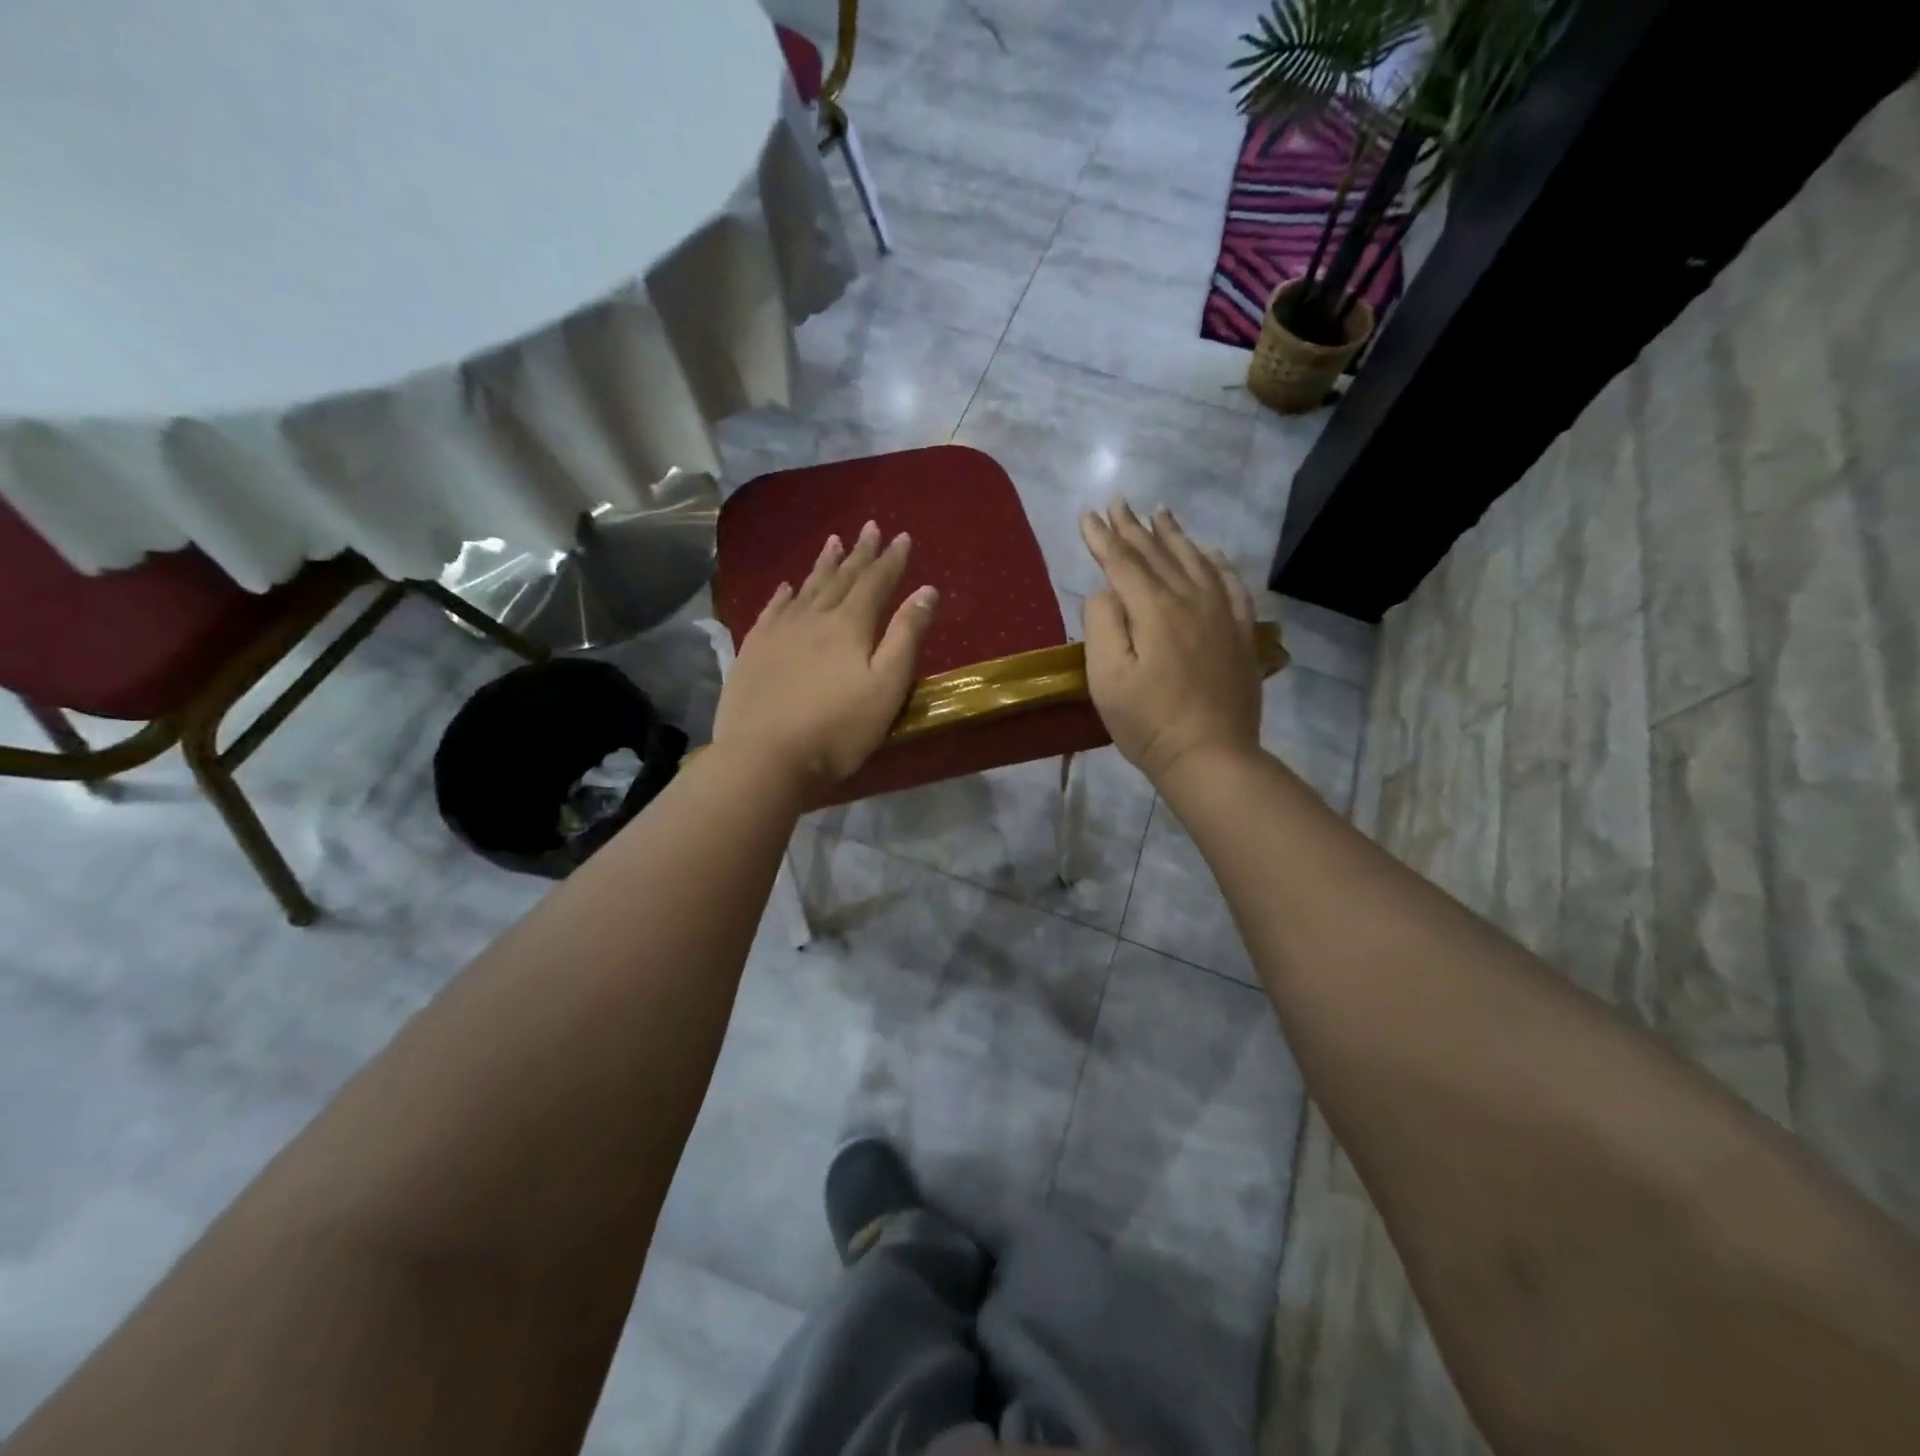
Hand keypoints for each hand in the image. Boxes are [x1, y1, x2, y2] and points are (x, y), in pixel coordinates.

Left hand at [712, 521, 939, 796]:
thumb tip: (927, 591)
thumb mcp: (886, 686)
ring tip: (834, 541)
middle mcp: (813, 618)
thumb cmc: (837, 728)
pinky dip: (783, 594)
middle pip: (841, 578)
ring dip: (823, 564)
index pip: (876, 582)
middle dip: (859, 553)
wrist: (765, 756)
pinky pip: (771, 610)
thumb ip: (906, 636)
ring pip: (806, 588)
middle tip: (869, 526)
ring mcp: (779, 632)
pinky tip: (786, 586)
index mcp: (849, 626)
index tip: (902, 536)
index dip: (891, 560)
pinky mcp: (753, 651)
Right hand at [1079, 501, 1263, 785]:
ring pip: (1195, 561)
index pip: (1123, 562)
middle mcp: (1191, 600)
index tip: (1087, 516)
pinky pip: (1231, 584)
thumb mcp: (1106, 678)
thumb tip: (1107, 591)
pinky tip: (1210, 552)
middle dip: (1133, 527)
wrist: (1210, 756)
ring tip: (1160, 512)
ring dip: (1174, 535)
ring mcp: (1221, 615)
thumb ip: (1102, 624)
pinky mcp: (1240, 633)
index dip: (1103, 538)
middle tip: (1118, 503)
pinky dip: (1217, 562)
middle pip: (1158, 554)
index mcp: (1154, 610)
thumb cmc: (1148, 723)